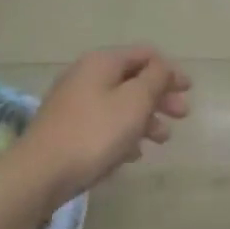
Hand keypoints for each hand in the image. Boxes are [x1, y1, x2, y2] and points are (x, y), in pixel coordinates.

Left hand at [15, 46, 190, 202]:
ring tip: (161, 140)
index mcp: (102, 62)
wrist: (40, 173)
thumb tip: (163, 67)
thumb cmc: (95, 133)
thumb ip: (155, 79)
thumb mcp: (134, 101)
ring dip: (145, 118)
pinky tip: (133, 154)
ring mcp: (73, 103)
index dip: (170, 70)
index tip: (189, 89)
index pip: (144, 55)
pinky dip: (124, 133)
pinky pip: (104, 123)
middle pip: (132, 79)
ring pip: (119, 104)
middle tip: (182, 115)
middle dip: (160, 96)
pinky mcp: (67, 129)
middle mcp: (86, 76)